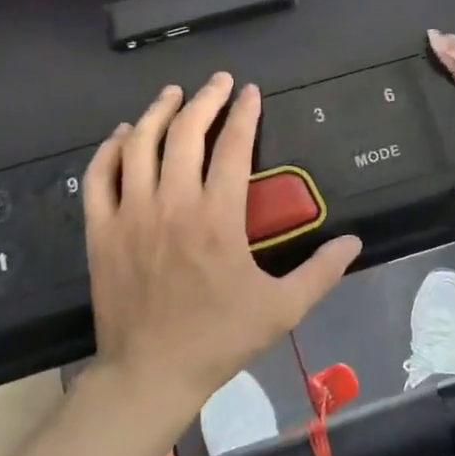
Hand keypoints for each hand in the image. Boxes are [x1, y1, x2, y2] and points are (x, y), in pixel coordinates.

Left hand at [83, 74, 362, 418]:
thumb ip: (321, 271)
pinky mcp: (101, 231)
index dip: (245, 113)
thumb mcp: (282, 308)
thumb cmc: (219, 338)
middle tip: (219, 82)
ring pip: (140, 145)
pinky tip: (126, 134)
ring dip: (159, 112)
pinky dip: (111, 148)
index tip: (252, 91)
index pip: (234, 147)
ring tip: (173, 93)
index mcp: (218, 217)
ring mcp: (131, 214)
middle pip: (186, 133)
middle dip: (205, 99)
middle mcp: (172, 204)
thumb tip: (354, 241)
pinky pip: (100, 176)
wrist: (149, 373)